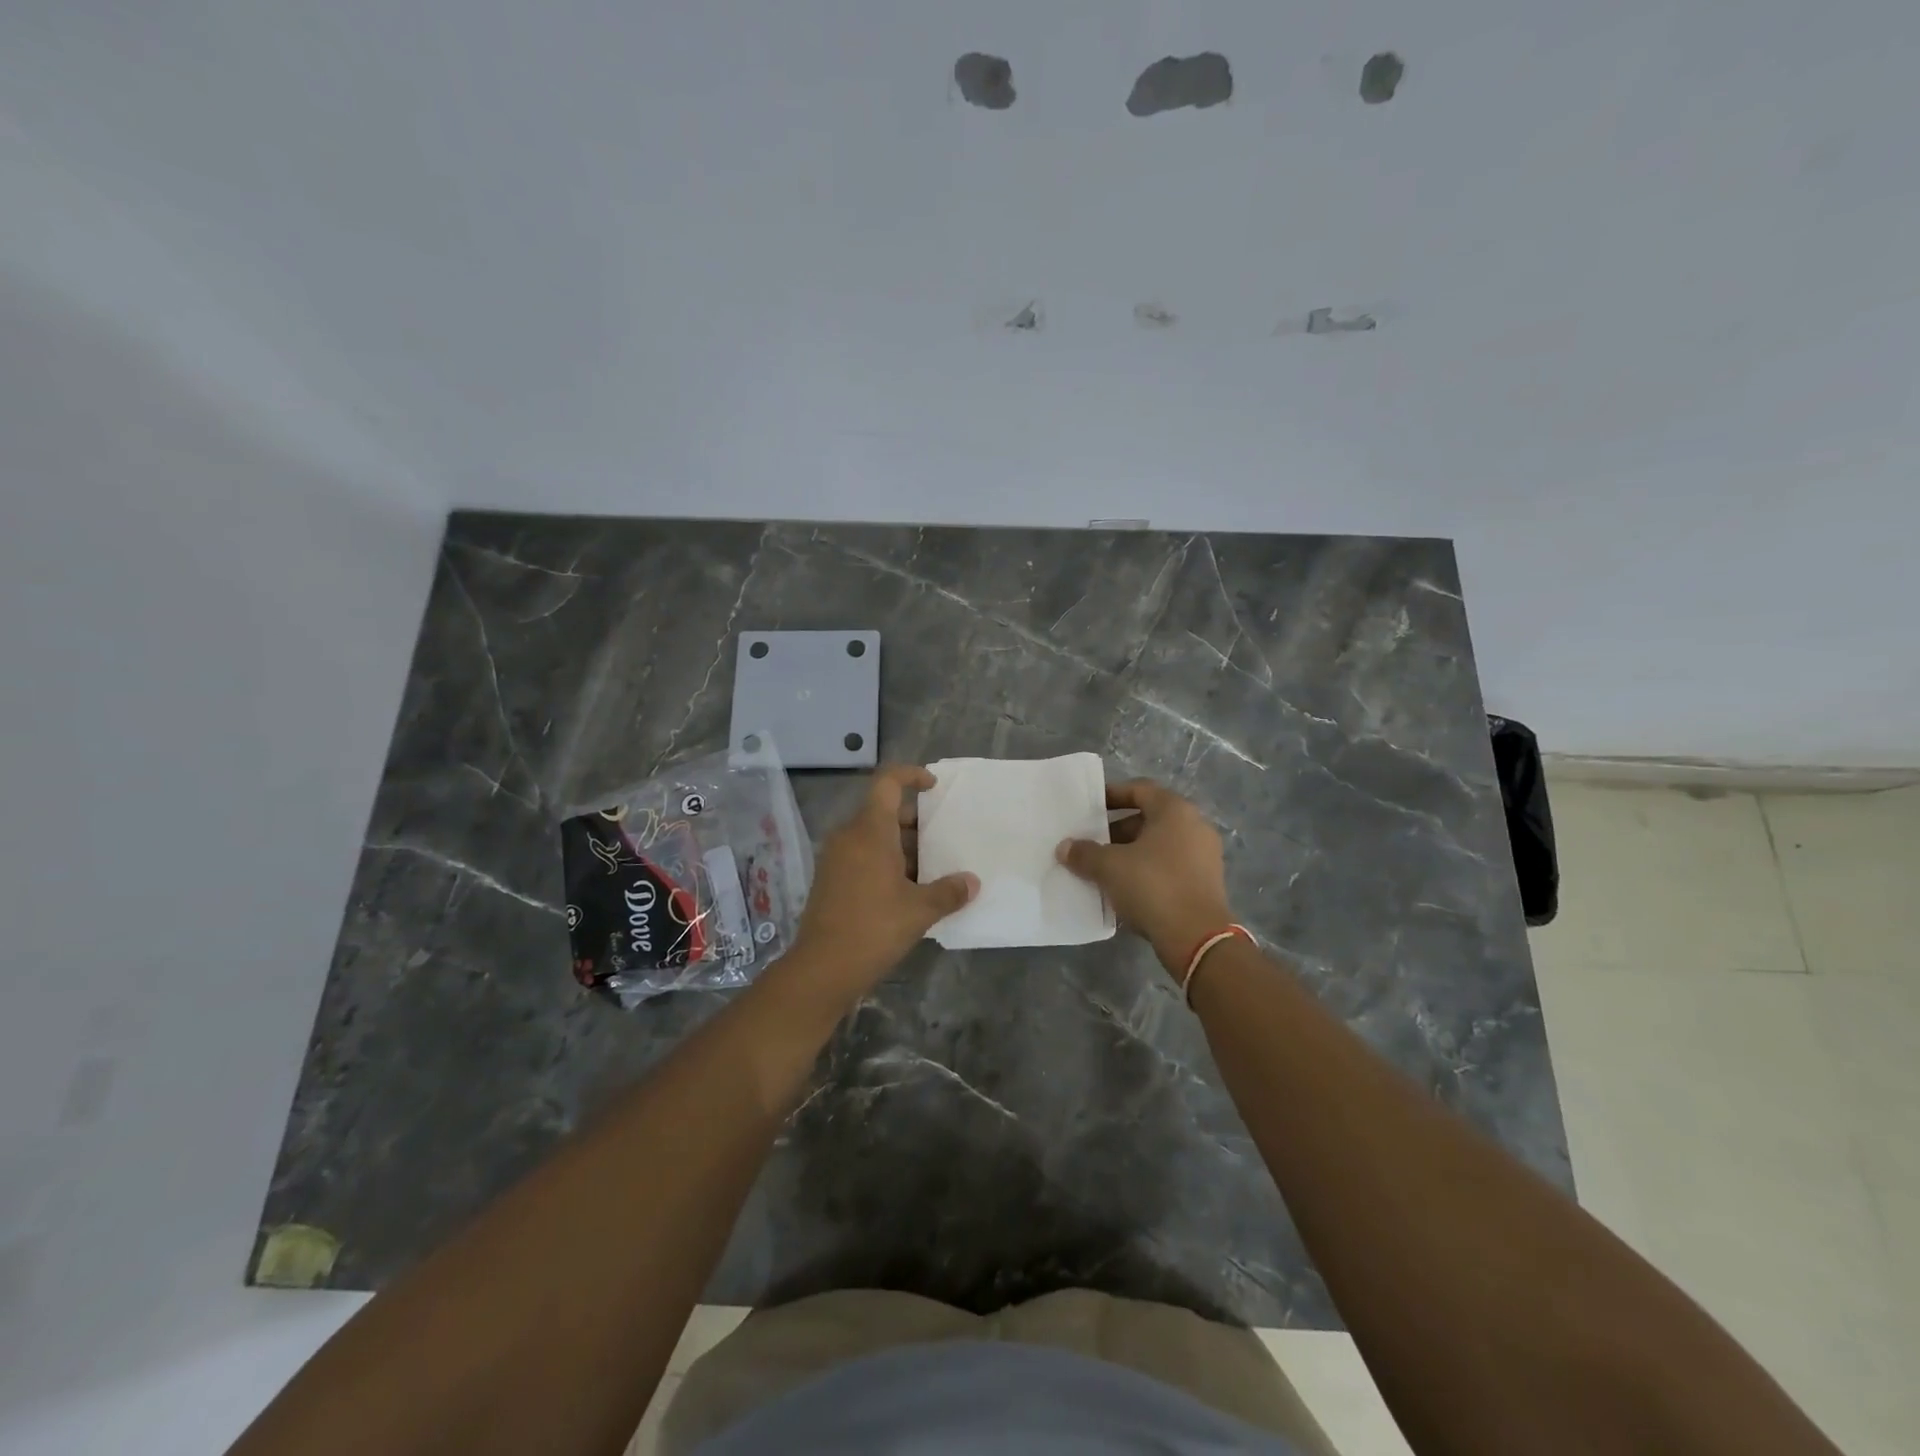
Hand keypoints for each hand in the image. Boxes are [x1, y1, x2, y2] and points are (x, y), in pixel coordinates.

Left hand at [785, 765, 978, 998]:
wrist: (822, 969)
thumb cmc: (873, 928)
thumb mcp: (919, 911)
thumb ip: (948, 892)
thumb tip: (972, 882)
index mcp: (869, 831)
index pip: (887, 783)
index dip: (911, 775)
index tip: (933, 786)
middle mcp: (849, 836)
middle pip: (883, 811)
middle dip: (914, 821)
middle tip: (943, 839)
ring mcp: (836, 859)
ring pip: (873, 837)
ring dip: (902, 846)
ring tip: (932, 868)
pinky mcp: (830, 880)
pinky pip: (862, 856)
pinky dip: (885, 862)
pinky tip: (908, 890)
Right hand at [1056, 778, 1233, 974]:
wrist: (1197, 938)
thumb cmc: (1153, 886)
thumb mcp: (1109, 867)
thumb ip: (1084, 853)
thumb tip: (1065, 847)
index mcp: (1175, 811)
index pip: (1139, 789)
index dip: (1111, 795)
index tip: (1089, 808)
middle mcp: (1194, 826)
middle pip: (1148, 818)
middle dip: (1116, 830)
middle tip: (1091, 843)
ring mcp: (1204, 855)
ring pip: (1158, 845)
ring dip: (1130, 853)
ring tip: (1102, 868)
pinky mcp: (1205, 883)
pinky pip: (1169, 866)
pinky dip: (1146, 871)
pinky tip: (1124, 889)